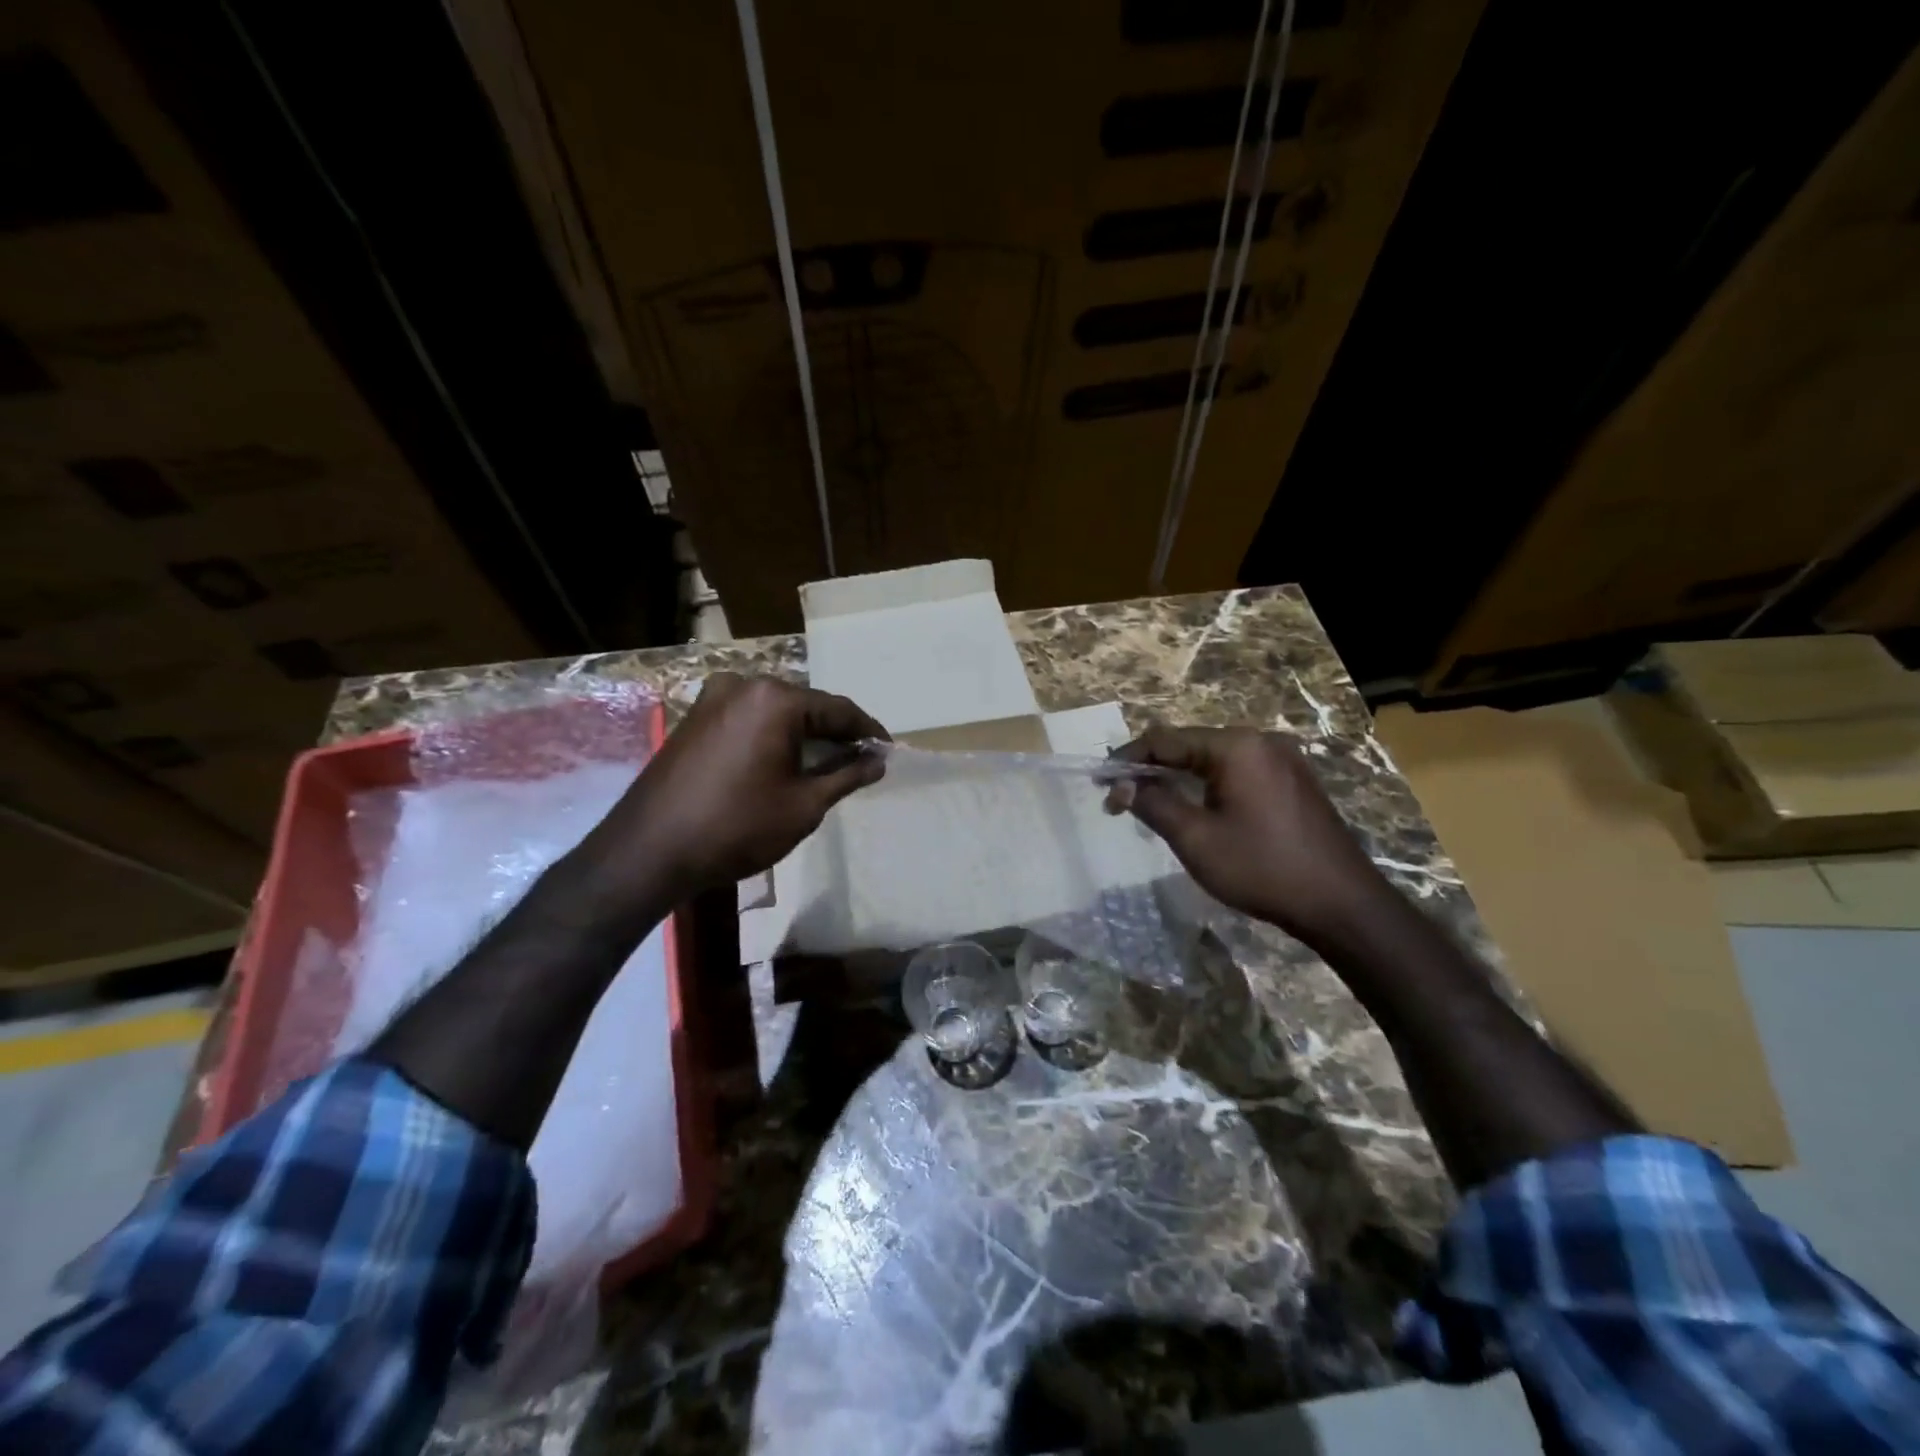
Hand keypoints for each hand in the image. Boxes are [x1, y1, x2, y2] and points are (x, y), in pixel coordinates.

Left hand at [585, 672, 888, 898]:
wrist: (650, 851)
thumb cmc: (738, 827)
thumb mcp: (804, 805)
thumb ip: (847, 775)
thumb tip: (877, 760)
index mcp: (775, 699)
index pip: (838, 709)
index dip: (867, 731)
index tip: (888, 751)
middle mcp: (744, 685)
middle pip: (806, 706)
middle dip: (835, 733)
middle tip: (860, 761)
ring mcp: (714, 699)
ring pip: (776, 713)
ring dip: (803, 736)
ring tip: (827, 765)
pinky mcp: (695, 718)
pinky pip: (749, 720)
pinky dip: (773, 738)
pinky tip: (785, 763)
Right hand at [1107, 726, 1389, 947]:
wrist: (1342, 904)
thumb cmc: (1262, 868)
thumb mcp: (1195, 838)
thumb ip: (1153, 803)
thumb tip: (1120, 786)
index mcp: (1236, 746)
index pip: (1165, 740)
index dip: (1128, 759)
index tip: (1100, 783)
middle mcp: (1261, 741)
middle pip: (1190, 744)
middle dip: (1152, 769)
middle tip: (1122, 798)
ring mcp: (1283, 759)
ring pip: (1214, 758)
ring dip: (1180, 777)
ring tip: (1151, 804)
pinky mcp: (1294, 780)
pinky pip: (1239, 771)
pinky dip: (1209, 784)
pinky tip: (1196, 807)